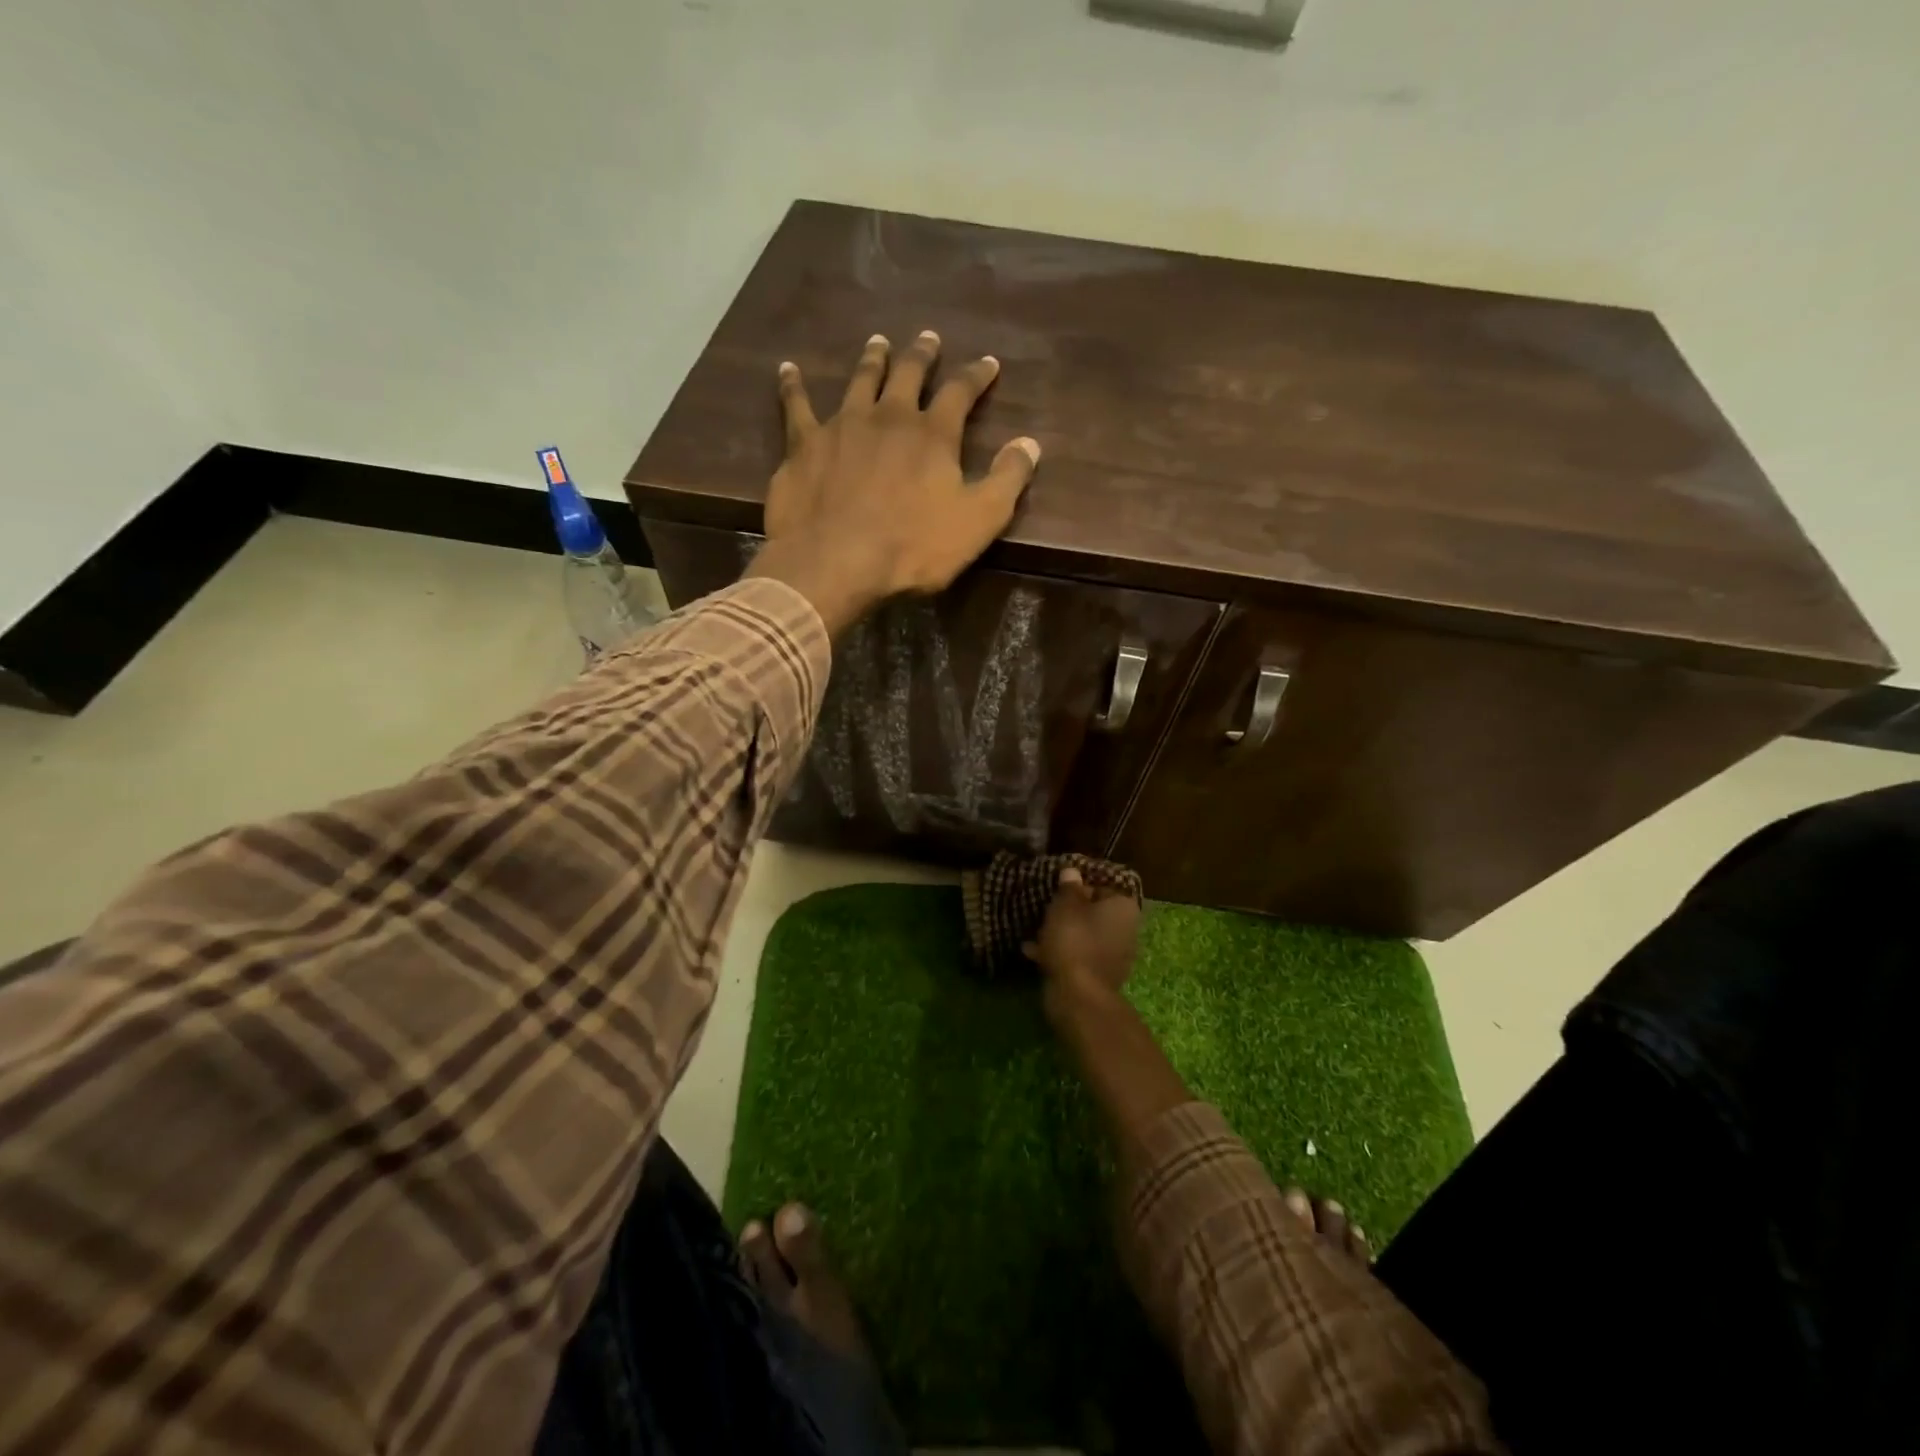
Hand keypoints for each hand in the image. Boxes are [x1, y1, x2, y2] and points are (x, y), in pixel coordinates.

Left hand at [746, 331, 1041, 633]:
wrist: (835, 563)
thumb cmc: (913, 548)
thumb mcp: (978, 521)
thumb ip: (1007, 479)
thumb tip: (1030, 443)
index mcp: (933, 434)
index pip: (961, 392)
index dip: (977, 376)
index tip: (988, 363)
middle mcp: (888, 417)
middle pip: (908, 374)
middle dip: (922, 355)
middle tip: (928, 338)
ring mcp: (842, 426)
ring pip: (859, 380)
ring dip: (871, 359)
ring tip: (878, 342)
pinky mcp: (803, 445)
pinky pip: (797, 406)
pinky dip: (793, 386)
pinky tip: (788, 369)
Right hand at [1024, 867, 1140, 1006]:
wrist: (1078, 996)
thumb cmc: (1073, 940)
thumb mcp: (1065, 905)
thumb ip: (1069, 887)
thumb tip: (1072, 872)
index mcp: (1123, 907)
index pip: (1102, 886)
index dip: (1078, 886)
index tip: (1057, 890)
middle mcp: (1126, 930)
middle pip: (1094, 912)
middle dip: (1070, 912)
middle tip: (1045, 909)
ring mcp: (1115, 956)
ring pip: (1085, 935)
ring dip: (1062, 933)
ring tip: (1034, 930)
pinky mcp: (1100, 976)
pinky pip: (1078, 956)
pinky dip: (1060, 952)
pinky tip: (1033, 952)